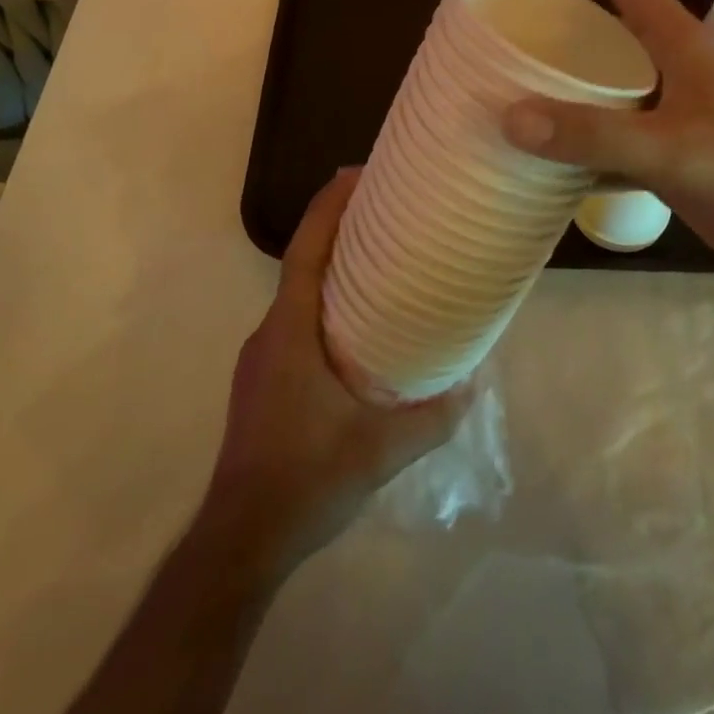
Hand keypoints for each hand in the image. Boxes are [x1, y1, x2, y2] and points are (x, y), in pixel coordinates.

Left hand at [203, 170, 470, 570]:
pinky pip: (296, 325)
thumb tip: (471, 385)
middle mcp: (269, 334)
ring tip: (379, 265)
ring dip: (332, 271)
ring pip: (299, 297)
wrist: (241, 540)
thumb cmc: (305, 478)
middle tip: (383, 212)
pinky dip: (323, 307)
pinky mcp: (262, 384)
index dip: (328, 207)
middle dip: (337, 231)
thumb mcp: (379, 450)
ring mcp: (261, 360)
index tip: (355, 173)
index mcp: (289, 331)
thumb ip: (431, 418)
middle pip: (303, 264)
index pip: (307, 251)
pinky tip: (356, 331)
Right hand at [501, 0, 713, 288]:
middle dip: (565, 14)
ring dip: (567, 80)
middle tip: (515, 22)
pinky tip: (549, 155)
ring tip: (519, 84)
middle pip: (613, 24)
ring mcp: (674, 112)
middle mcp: (676, 68)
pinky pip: (612, 132)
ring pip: (610, 81)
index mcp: (681, 44)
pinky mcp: (671, 153)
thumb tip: (510, 116)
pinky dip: (579, 137)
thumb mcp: (670, 150)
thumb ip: (592, 135)